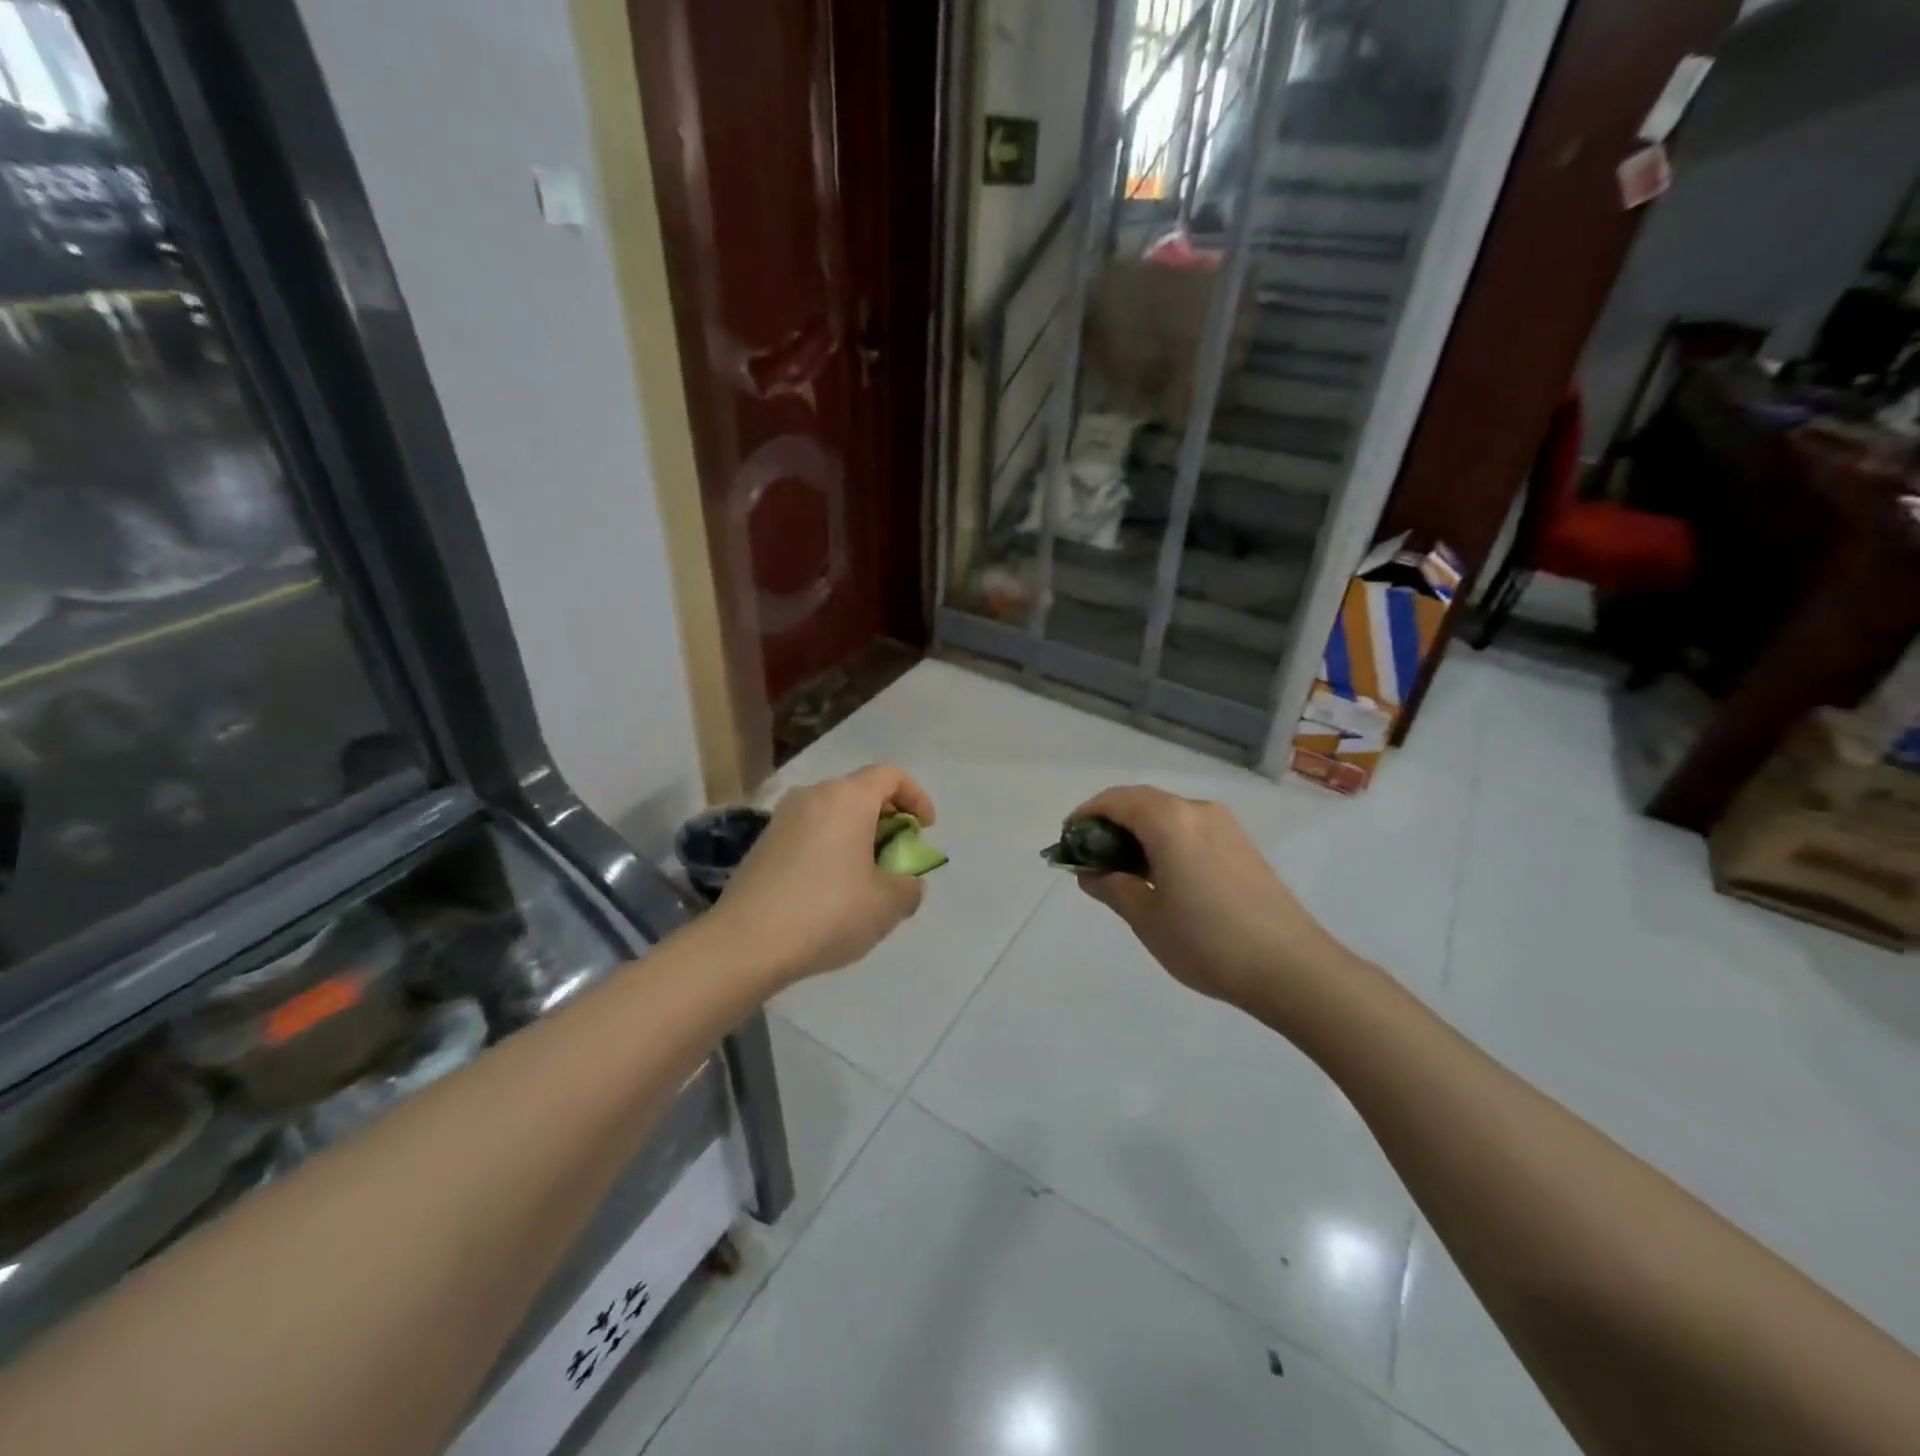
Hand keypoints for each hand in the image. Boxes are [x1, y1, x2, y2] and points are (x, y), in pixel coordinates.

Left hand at [709, 764, 934, 985]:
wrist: (745, 943)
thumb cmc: (827, 913)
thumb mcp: (886, 906)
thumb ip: (909, 887)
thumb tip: (906, 882)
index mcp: (848, 798)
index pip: (891, 776)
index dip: (917, 797)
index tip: (924, 830)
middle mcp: (813, 795)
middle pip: (860, 792)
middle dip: (887, 819)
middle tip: (897, 856)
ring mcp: (782, 817)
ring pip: (833, 813)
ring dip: (857, 835)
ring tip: (866, 876)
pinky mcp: (763, 842)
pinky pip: (810, 832)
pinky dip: (830, 847)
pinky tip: (830, 889)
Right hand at [1072, 786, 1338, 1013]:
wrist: (1292, 969)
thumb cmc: (1207, 941)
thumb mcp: (1146, 917)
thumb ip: (1112, 886)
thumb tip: (1090, 872)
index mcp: (1170, 820)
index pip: (1116, 800)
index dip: (1086, 815)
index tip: (1068, 842)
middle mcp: (1198, 810)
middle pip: (1142, 802)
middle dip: (1111, 823)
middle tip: (1091, 858)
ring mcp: (1225, 826)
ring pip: (1168, 815)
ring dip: (1139, 832)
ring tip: (1123, 871)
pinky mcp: (1242, 845)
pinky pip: (1191, 829)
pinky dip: (1165, 840)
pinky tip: (1161, 876)